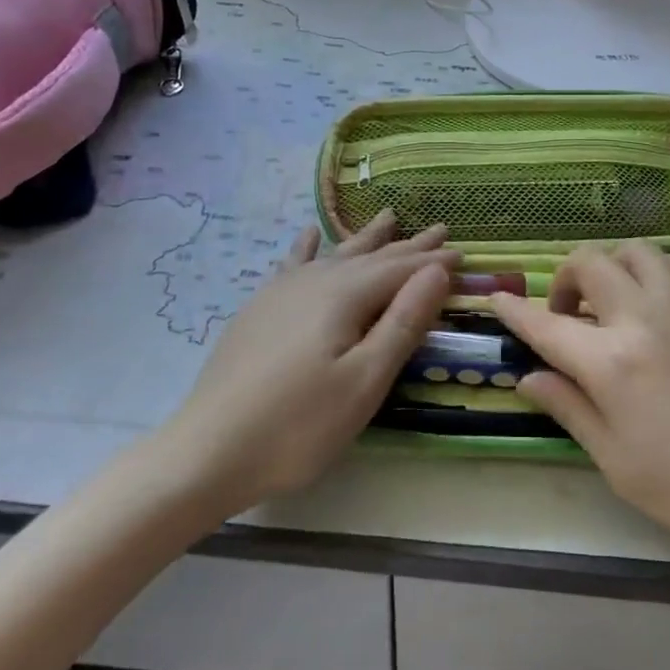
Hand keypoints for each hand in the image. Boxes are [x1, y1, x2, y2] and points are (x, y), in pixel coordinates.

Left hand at [163, 211, 459, 514]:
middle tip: (440, 229)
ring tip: (389, 216)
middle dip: (409, 245)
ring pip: (336, 254)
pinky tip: (309, 235)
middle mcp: (315, 280)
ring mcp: (282, 292)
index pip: (402, 269)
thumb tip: (437, 271)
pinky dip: (308, 247)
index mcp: (345, 295)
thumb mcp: (365, 381)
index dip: (434, 263)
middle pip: (372, 256)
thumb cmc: (298, 426)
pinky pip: (293, 264)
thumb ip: (403, 322)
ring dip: (367, 238)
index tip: (464, 253)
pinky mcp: (260, 309)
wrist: (205, 453)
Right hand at [492, 241, 669, 575]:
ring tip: (614, 303)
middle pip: (590, 262)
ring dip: (613, 267)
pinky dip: (657, 272)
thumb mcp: (617, 461)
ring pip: (636, 250)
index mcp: (610, 362)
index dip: (515, 310)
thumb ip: (569, 408)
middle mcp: (644, 317)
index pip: (546, 324)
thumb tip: (530, 378)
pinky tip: (660, 304)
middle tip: (569, 316)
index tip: (497, 300)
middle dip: (565, 279)